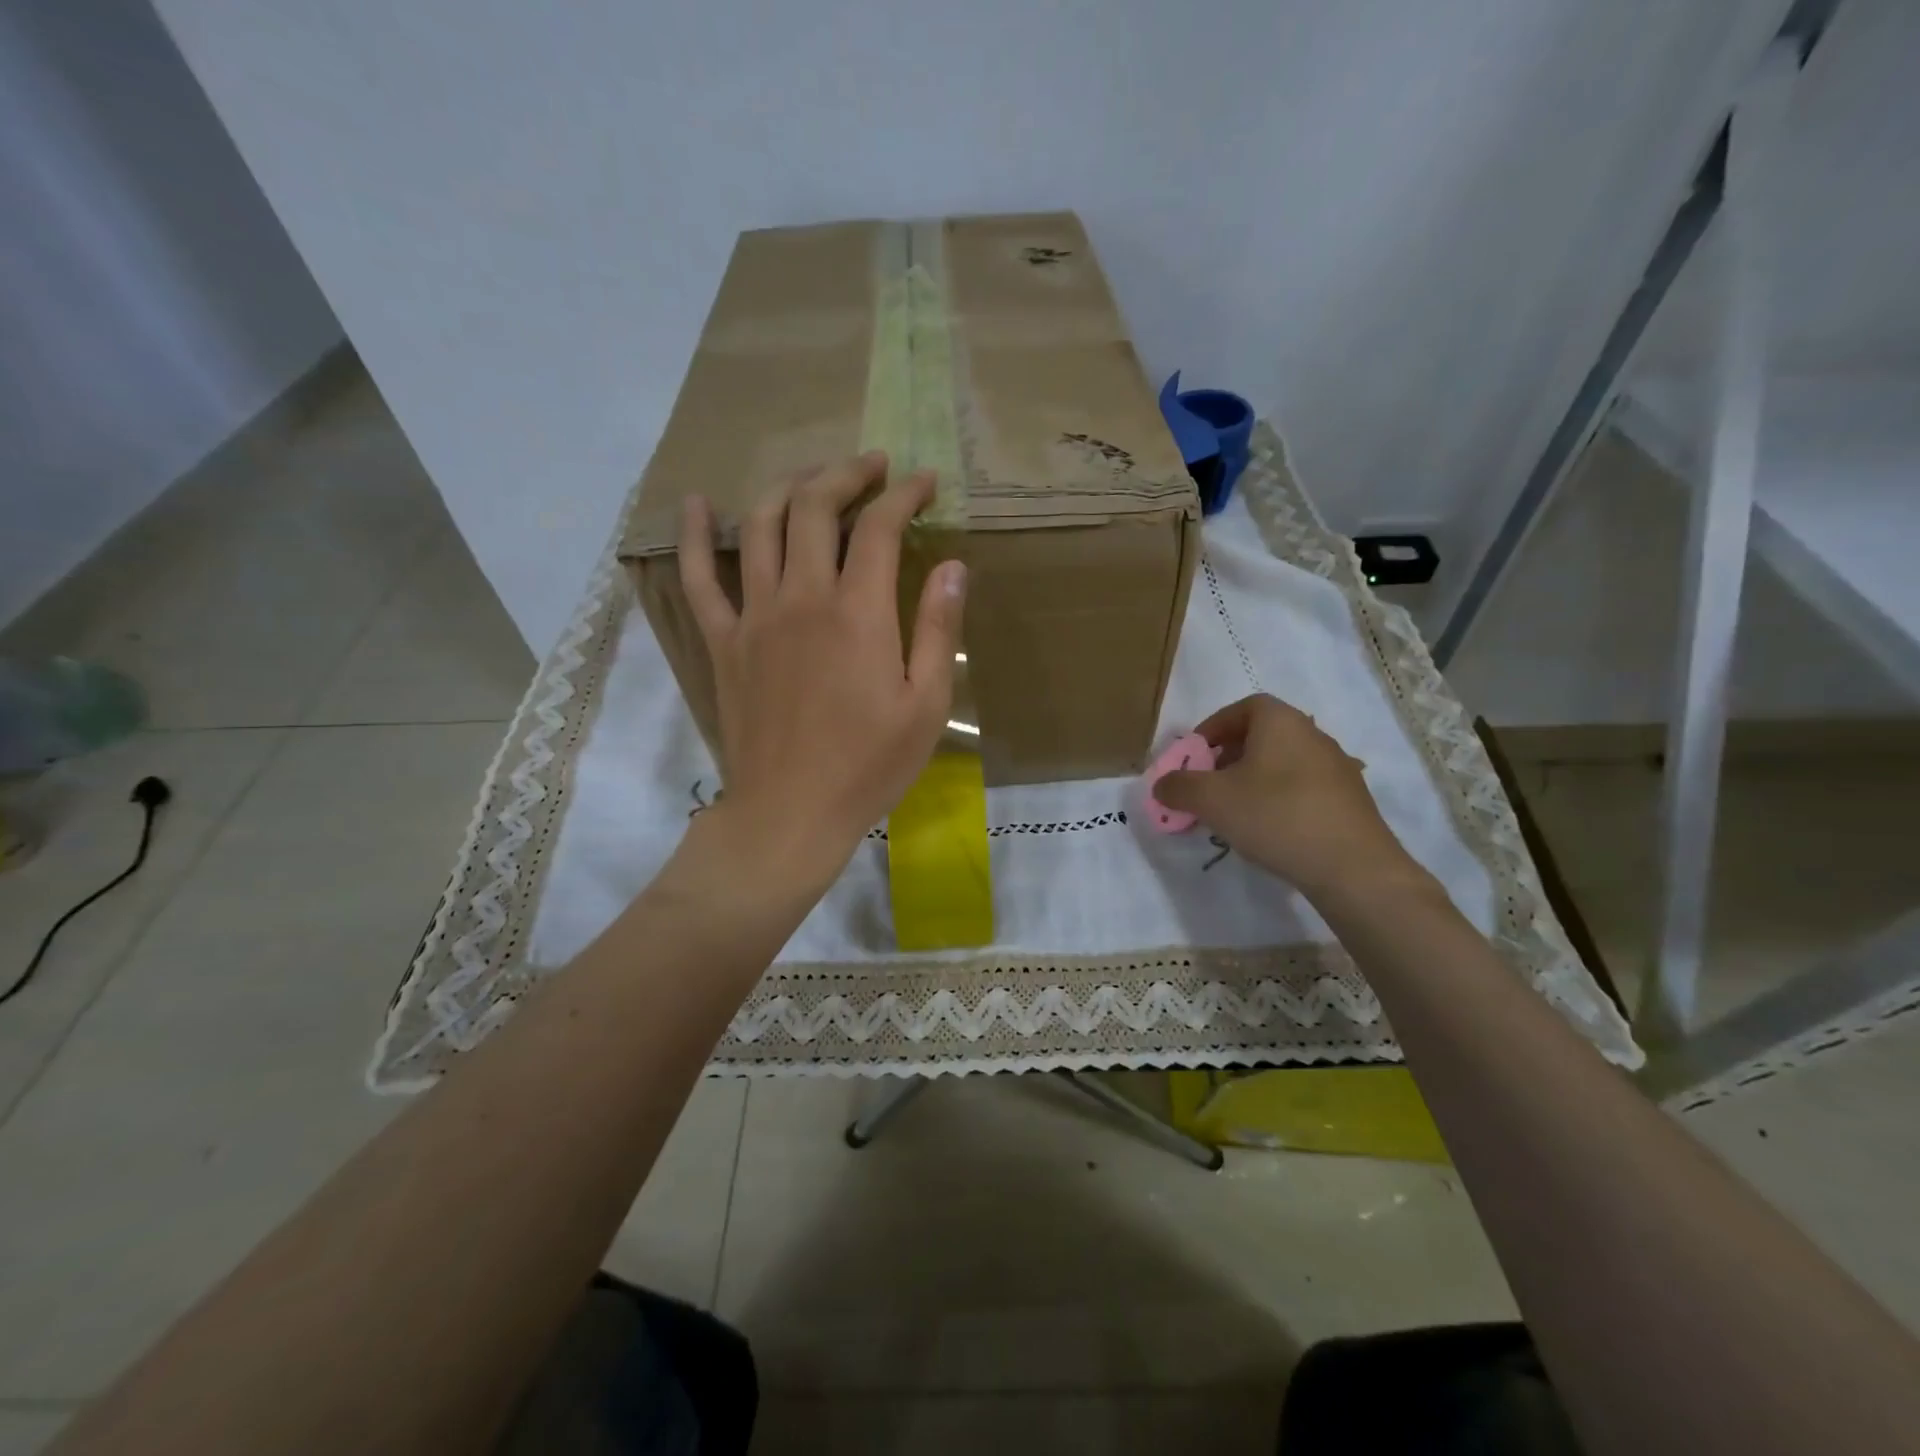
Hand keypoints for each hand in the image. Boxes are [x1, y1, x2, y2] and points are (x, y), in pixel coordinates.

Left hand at [678, 451, 965, 892]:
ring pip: (762, 525)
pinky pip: (699, 576)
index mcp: (858, 613)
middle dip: (847, 475)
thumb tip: (953, 567)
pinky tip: (699, 504)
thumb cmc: (868, 766)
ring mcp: (754, 616)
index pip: (880, 527)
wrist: (789, 812)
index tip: (924, 484)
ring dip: (790, 488)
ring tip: (815, 478)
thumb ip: (940, 631)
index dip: (904, 495)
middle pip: (816, 508)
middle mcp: (801, 597)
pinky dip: (696, 535)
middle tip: (873, 468)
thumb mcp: (926, 706)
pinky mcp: (723, 641)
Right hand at [1153, 694, 1428, 902]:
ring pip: (1282, 763)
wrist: (1352, 866)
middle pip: (1262, 735)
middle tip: (1208, 785)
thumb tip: (1162, 784)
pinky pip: (1303, 788)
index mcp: (1281, 721)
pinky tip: (1270, 829)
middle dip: (1229, 757)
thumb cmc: (1275, 816)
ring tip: (1234, 812)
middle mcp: (1313, 734)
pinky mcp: (1350, 800)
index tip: (1194, 755)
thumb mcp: (1211, 800)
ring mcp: (1337, 767)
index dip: (1213, 728)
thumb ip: (1179, 787)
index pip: (1243, 708)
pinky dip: (1280, 799)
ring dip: (1254, 780)